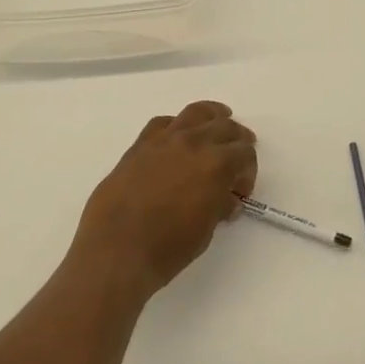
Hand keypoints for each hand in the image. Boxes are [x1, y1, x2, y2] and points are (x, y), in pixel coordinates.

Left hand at [70, 101, 258, 302]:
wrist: (116, 250)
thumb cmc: (167, 249)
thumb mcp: (206, 231)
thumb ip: (219, 205)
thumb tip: (225, 198)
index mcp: (216, 164)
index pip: (244, 153)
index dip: (248, 171)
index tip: (240, 191)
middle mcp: (194, 143)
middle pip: (225, 127)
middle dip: (237, 140)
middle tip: (238, 156)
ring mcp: (164, 140)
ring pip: (196, 113)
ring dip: (212, 118)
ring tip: (218, 122)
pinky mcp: (140, 145)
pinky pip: (164, 123)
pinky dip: (177, 126)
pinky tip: (178, 138)